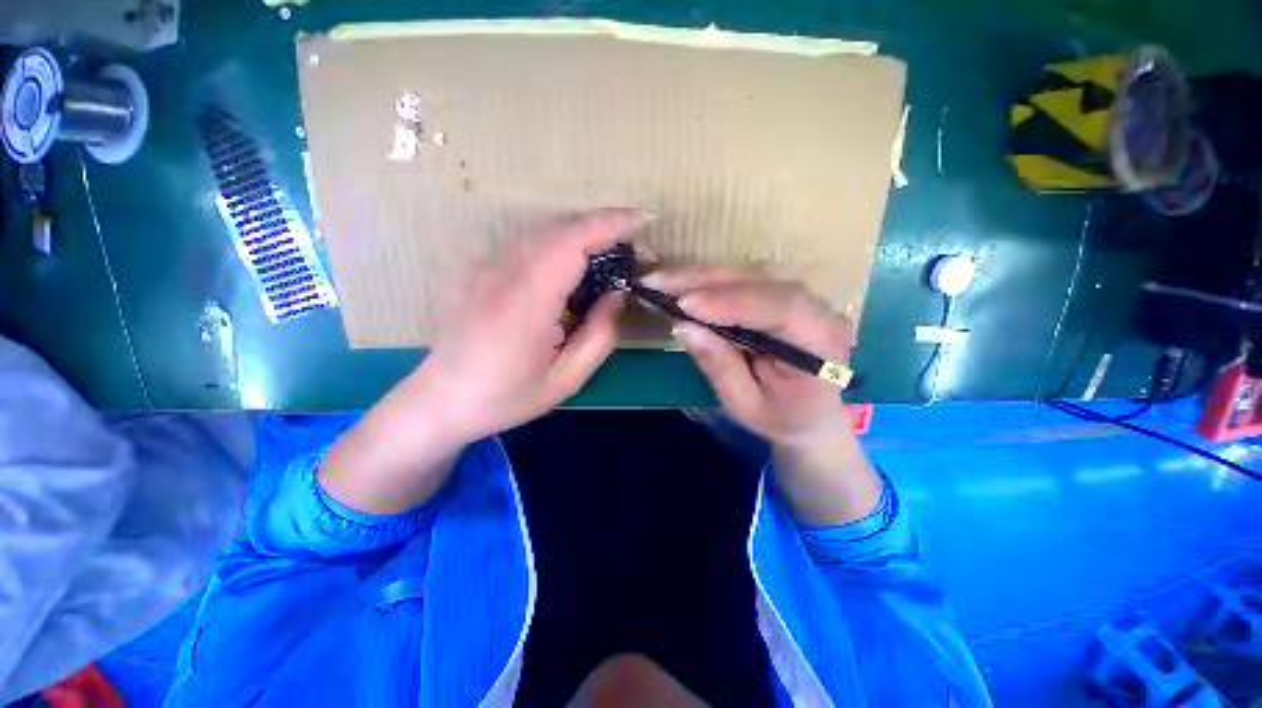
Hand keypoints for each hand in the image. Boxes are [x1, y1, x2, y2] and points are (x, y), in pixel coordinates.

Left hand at [416, 208, 648, 443]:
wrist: (441, 399)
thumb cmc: (506, 396)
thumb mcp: (567, 380)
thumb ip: (600, 335)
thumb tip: (617, 294)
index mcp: (525, 304)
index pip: (570, 243)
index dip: (608, 224)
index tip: (641, 220)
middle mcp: (500, 274)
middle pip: (559, 230)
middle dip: (601, 228)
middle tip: (632, 248)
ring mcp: (483, 267)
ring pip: (542, 234)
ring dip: (581, 236)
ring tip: (609, 256)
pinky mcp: (477, 268)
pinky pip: (527, 246)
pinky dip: (559, 246)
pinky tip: (572, 268)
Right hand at [648, 267, 854, 446]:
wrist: (809, 416)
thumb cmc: (782, 417)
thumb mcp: (746, 405)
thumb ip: (720, 367)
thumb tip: (683, 327)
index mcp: (821, 343)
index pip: (782, 308)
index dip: (732, 302)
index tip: (685, 306)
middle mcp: (817, 310)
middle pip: (761, 280)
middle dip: (705, 281)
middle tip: (658, 283)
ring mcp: (800, 297)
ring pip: (749, 274)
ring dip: (701, 277)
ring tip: (662, 282)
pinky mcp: (780, 296)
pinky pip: (743, 281)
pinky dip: (708, 283)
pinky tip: (681, 286)